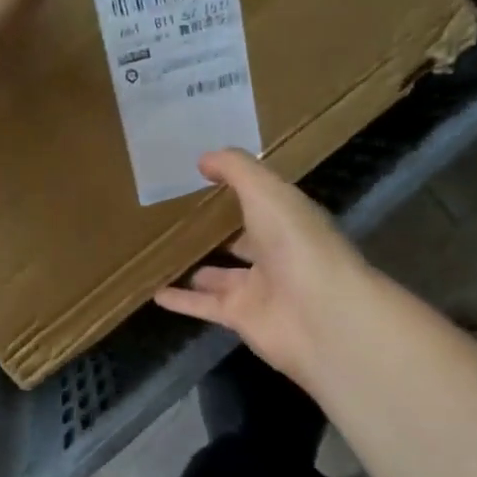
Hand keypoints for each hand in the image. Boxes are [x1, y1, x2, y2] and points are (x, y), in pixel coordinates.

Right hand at [154, 150, 371, 390]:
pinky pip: (204, 306)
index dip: (240, 190)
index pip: (263, 202)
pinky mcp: (240, 318)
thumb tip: (203, 159)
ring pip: (222, 277)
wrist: (321, 315)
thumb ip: (235, 169)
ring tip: (165, 257)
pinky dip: (182, 302)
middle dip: (221, 233)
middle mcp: (277, 253)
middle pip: (245, 241)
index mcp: (289, 220)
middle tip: (182, 221)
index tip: (206, 178)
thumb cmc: (296, 243)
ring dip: (199, 269)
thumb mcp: (265, 191)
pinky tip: (155, 293)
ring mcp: (259, 289)